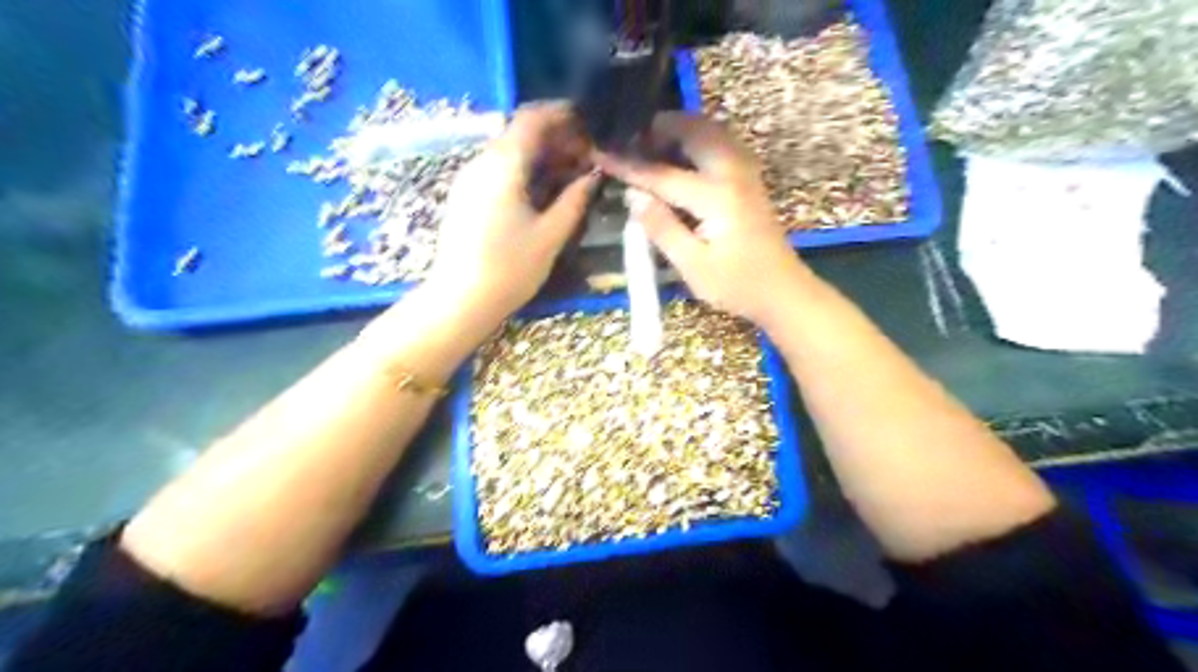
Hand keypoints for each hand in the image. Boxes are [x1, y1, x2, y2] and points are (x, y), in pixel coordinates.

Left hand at [426, 104, 602, 324]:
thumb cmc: (510, 268)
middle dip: (555, 137)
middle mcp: (481, 163)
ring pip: (508, 151)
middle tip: (585, 154)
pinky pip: (497, 169)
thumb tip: (593, 174)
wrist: (461, 300)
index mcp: (503, 165)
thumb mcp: (551, 235)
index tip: (588, 123)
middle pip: (519, 133)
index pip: (531, 119)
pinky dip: (523, 169)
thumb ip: (575, 199)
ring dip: (540, 154)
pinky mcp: (465, 197)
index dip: (561, 114)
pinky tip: (542, 190)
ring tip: (570, 173)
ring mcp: (469, 179)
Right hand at [597, 113, 808, 326]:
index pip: (663, 174)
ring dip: (681, 128)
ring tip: (652, 142)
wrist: (783, 291)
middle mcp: (733, 173)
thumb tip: (633, 196)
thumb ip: (663, 229)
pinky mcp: (750, 179)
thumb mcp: (694, 267)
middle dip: (660, 128)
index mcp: (716, 197)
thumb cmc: (738, 286)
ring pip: (712, 130)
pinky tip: (683, 153)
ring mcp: (746, 172)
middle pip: (694, 131)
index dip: (629, 165)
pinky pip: (722, 141)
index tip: (600, 153)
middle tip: (630, 139)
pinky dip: (698, 137)